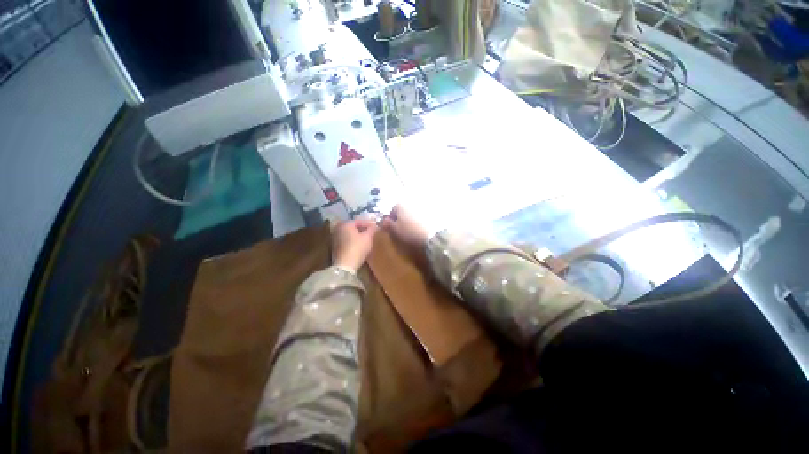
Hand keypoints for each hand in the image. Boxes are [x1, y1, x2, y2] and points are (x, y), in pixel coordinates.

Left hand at [332, 219, 378, 270]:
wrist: (345, 265)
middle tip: (371, 232)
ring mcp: (334, 238)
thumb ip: (372, 230)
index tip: (376, 227)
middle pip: (353, 227)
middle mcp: (338, 228)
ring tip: (366, 239)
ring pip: (349, 234)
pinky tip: (359, 245)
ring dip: (357, 235)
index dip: (369, 224)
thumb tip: (375, 226)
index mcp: (345, 224)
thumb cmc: (357, 248)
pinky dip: (352, 241)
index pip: (359, 221)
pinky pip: (346, 240)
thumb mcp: (368, 237)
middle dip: (362, 229)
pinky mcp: (334, 247)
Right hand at [383, 204, 430, 248]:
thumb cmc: (410, 232)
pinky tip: (422, 229)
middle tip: (403, 229)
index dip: (391, 219)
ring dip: (412, 219)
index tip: (393, 228)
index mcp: (400, 204)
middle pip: (404, 210)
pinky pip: (423, 216)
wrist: (432, 235)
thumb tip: (385, 220)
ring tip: (413, 230)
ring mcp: (423, 206)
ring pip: (413, 212)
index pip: (393, 210)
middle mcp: (411, 202)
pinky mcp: (432, 212)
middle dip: (402, 218)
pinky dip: (421, 221)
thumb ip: (388, 224)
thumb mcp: (395, 230)